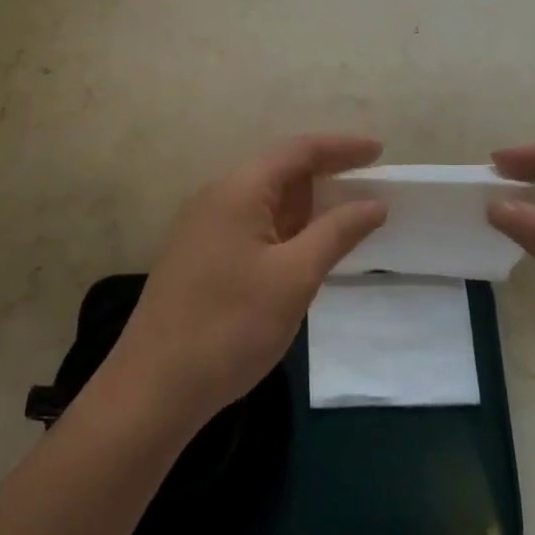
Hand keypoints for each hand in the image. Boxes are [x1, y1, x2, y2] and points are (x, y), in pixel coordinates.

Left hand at [106, 134, 387, 432]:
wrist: (154, 387)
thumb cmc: (230, 326)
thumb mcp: (294, 278)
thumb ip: (337, 233)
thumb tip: (373, 203)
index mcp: (239, 190)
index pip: (298, 151)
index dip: (342, 147)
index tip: (380, 150)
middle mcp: (218, 197)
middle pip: (280, 170)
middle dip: (327, 173)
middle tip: (371, 183)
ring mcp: (205, 227)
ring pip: (266, 200)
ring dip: (307, 204)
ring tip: (348, 213)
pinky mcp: (201, 255)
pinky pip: (253, 224)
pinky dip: (287, 227)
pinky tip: (307, 246)